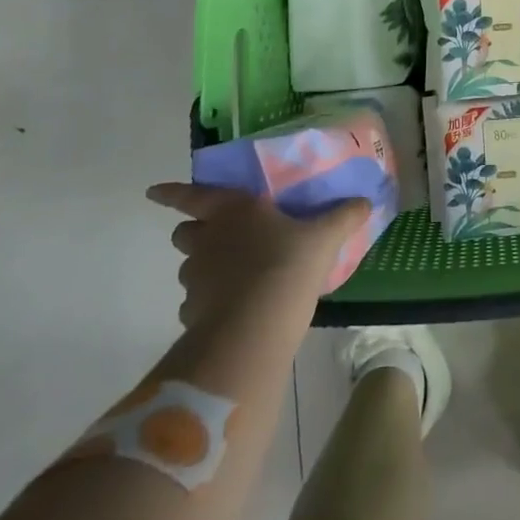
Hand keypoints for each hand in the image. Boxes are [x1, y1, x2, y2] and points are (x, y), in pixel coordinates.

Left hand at [147, 184, 369, 331]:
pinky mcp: (194, 313)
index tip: (153, 192)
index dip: (172, 192)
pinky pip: (197, 302)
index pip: (192, 195)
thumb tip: (366, 201)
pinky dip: (210, 302)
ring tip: (233, 278)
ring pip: (190, 268)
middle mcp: (207, 239)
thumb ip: (343, 217)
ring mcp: (196, 278)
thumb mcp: (324, 237)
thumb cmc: (288, 264)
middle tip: (217, 238)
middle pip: (185, 232)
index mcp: (233, 209)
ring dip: (204, 268)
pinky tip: (233, 309)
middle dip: (195, 232)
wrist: (256, 326)